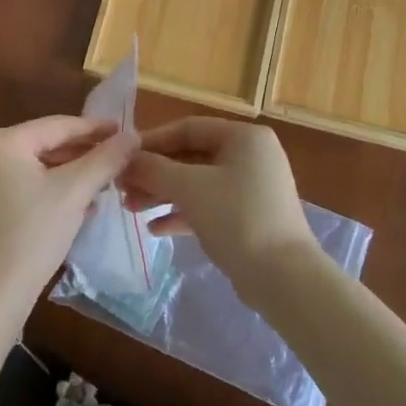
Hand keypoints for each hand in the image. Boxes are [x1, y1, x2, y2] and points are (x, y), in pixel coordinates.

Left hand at [0, 115, 138, 320]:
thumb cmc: (33, 235)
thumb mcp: (75, 192)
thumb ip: (105, 159)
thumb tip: (133, 135)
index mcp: (0, 141)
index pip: (57, 125)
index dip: (94, 128)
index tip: (124, 131)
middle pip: (44, 144)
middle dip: (82, 153)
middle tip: (117, 157)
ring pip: (35, 166)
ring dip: (69, 172)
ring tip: (104, 180)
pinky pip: (22, 184)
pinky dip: (50, 188)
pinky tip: (78, 202)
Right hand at [119, 118, 317, 296]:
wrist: (284, 278)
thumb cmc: (237, 218)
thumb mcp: (190, 188)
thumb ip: (153, 169)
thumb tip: (124, 159)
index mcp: (244, 137)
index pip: (188, 128)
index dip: (152, 141)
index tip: (122, 157)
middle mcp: (251, 156)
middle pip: (191, 156)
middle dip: (155, 173)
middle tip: (122, 187)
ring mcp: (252, 188)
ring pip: (198, 183)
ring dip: (163, 194)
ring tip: (131, 209)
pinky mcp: (249, 217)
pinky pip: (209, 206)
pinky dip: (182, 214)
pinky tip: (155, 230)